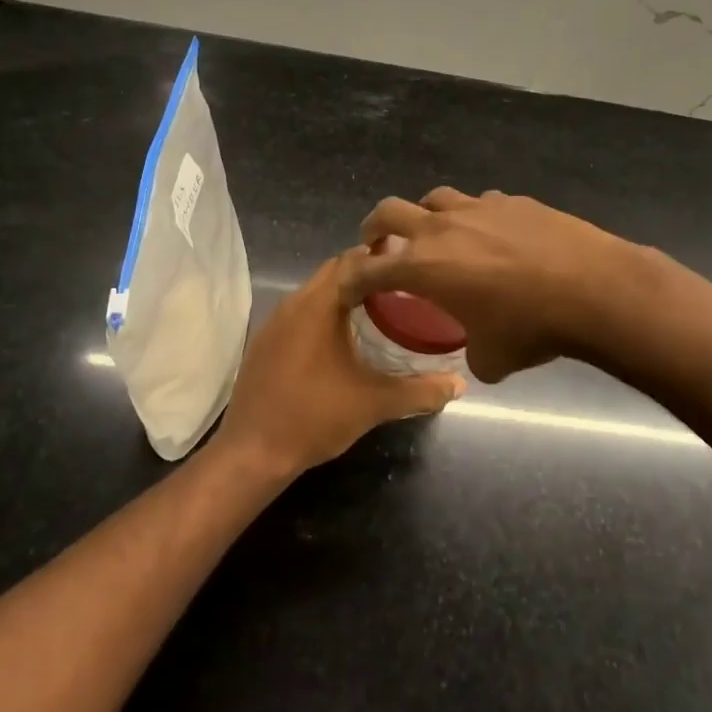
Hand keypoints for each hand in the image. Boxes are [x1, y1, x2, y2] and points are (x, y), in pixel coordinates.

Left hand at [212, 253, 463, 477]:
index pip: (352, 259)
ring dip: (345, 294)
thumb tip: (459, 384)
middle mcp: (293, 303)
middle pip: (334, 271)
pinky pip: (300, 312)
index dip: (382, 258)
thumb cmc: (314, 417)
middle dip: (367, 274)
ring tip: (380, 309)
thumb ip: (419, 391)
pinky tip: (343, 339)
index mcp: (318, 305)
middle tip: (403, 288)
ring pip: (316, 292)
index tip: (412, 267)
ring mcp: (274, 322)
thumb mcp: (374, 403)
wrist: (252, 453)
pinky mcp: (265, 343)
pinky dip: (324, 314)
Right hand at [340, 188, 639, 381]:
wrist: (592, 288)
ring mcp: (478, 208)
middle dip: (374, 227)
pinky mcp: (513, 201)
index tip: (348, 286)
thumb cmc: (531, 326)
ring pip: (435, 198)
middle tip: (376, 243)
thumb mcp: (493, 358)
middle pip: (389, 211)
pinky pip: (480, 203)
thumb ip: (472, 358)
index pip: (370, 269)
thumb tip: (478, 357)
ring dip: (424, 216)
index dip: (353, 279)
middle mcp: (442, 228)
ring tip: (435, 234)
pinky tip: (491, 235)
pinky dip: (473, 217)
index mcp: (424, 266)